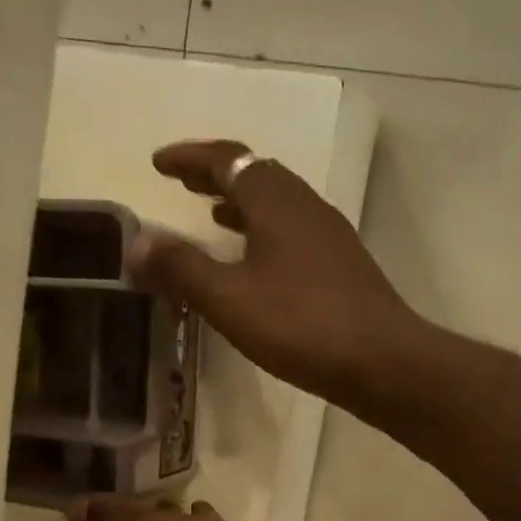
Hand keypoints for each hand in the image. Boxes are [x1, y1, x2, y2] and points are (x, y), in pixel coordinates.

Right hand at [130, 140, 426, 405]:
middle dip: (216, 177)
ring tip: (212, 218)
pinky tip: (257, 265)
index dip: (190, 158)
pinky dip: (264, 235)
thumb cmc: (301, 325)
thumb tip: (136, 242)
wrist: (383, 362)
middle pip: (256, 176)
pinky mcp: (342, 267)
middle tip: (183, 185)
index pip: (227, 160)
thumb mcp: (229, 299)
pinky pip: (293, 234)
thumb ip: (181, 269)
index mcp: (276, 202)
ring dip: (242, 206)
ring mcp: (330, 237)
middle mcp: (306, 207)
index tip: (158, 163)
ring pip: (278, 206)